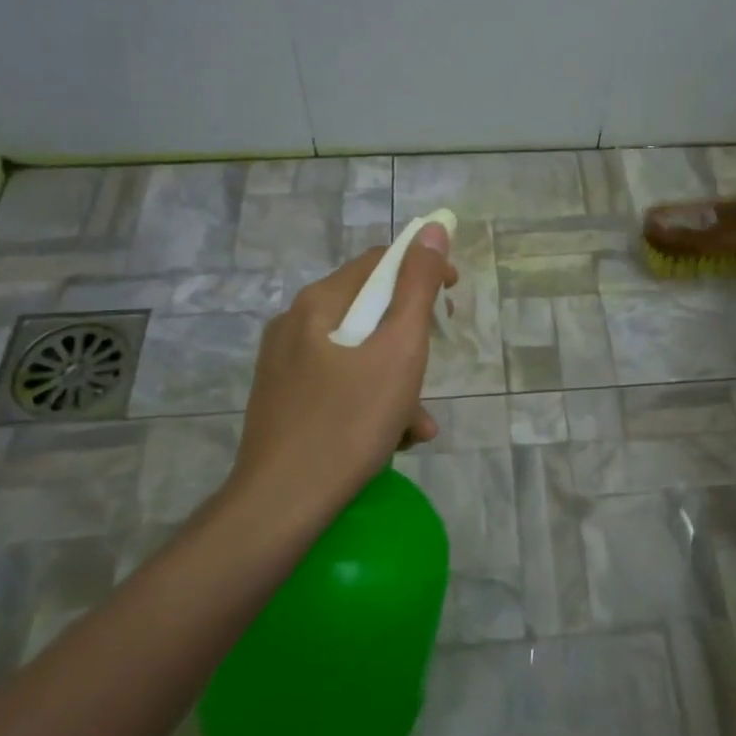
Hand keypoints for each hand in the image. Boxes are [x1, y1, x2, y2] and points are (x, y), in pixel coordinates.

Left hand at [225, 224, 457, 523]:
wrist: (282, 505)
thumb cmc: (349, 422)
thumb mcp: (399, 350)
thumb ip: (417, 287)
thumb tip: (431, 230)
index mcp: (318, 303)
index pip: (379, 262)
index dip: (422, 270)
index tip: (453, 298)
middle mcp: (294, 326)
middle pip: (369, 311)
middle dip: (411, 340)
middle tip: (434, 367)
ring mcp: (284, 367)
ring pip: (357, 355)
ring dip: (397, 381)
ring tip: (417, 425)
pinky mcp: (283, 403)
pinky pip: (339, 386)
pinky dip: (371, 403)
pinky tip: (392, 440)